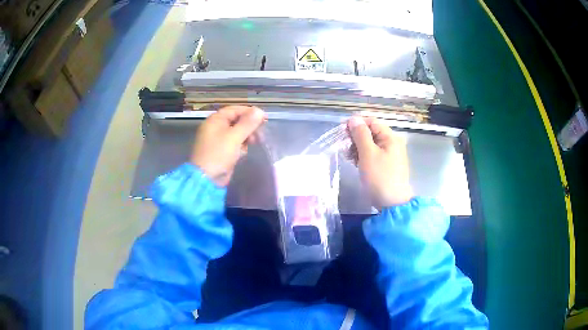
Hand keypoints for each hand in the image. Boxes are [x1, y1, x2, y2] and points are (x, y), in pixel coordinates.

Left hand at [191, 106, 265, 186]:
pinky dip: (241, 146)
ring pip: (237, 133)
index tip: (264, 118)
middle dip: (249, 126)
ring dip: (247, 137)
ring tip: (254, 143)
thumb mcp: (234, 137)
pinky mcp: (222, 151)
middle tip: (261, 133)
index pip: (234, 110)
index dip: (250, 112)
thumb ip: (247, 123)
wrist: (206, 179)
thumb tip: (259, 110)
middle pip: (236, 121)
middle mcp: (216, 128)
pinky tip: (243, 153)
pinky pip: (234, 144)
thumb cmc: (218, 154)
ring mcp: (218, 140)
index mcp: (215, 120)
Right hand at [347, 116, 412, 207]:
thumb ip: (360, 135)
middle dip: (356, 138)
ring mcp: (390, 154)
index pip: (371, 121)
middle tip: (345, 148)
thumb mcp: (368, 154)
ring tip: (349, 158)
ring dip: (358, 148)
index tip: (342, 132)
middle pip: (371, 132)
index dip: (356, 124)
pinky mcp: (386, 165)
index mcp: (390, 137)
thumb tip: (354, 119)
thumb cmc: (380, 177)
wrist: (392, 204)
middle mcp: (392, 143)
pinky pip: (373, 155)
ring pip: (370, 144)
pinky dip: (363, 156)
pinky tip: (356, 163)